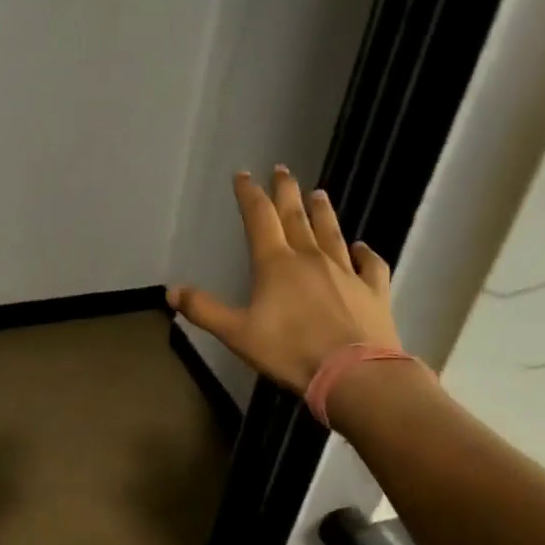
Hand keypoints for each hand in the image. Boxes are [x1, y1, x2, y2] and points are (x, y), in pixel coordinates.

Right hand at [168, 166, 399, 394]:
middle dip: (286, 191)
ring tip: (318, 193)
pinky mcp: (373, 291)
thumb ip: (204, 310)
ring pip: (332, 233)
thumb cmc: (290, 352)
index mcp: (276, 264)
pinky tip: (362, 247)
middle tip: (283, 169)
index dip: (249, 194)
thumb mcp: (237, 334)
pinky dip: (365, 253)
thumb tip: (171, 290)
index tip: (244, 175)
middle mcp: (311, 258)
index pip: (259, 218)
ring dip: (323, 212)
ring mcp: (346, 272)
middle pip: (296, 216)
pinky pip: (370, 264)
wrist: (354, 375)